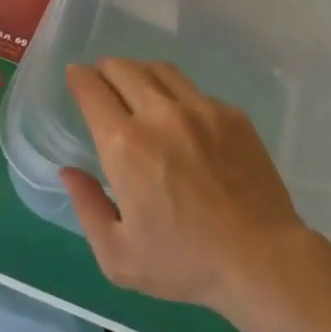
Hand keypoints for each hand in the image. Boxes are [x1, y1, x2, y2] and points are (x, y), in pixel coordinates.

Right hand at [62, 59, 313, 311]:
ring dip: (138, 71)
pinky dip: (174, 92)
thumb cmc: (184, 263)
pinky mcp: (231, 114)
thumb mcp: (118, 255)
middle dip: (104, 69)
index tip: (75, 77)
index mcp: (125, 146)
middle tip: (100, 80)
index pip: (92, 91)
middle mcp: (160, 114)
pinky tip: (177, 114)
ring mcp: (201, 109)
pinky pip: (193, 90)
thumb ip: (87, 207)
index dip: (78, 78)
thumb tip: (69, 171)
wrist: (261, 259)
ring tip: (134, 85)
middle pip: (123, 68)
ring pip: (159, 69)